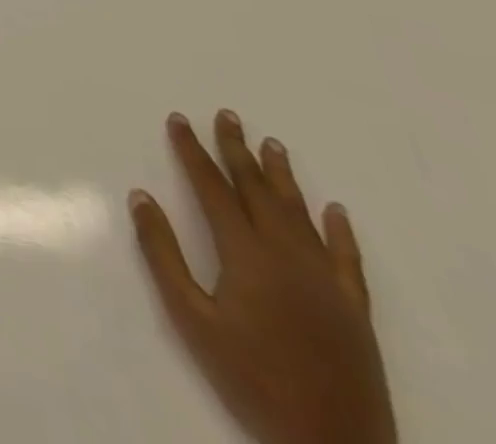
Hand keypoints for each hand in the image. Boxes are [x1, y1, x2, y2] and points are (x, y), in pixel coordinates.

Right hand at [129, 111, 394, 443]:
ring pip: (300, 214)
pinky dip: (339, 230)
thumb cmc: (252, 379)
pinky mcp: (355, 309)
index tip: (179, 119)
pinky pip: (347, 258)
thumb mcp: (192, 319)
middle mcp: (288, 255)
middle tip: (227, 115)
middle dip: (237, 150)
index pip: (213, 188)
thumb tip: (141, 197)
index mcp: (246, 254)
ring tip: (272, 143)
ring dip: (282, 176)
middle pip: (258, 190)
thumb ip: (163, 254)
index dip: (193, 151)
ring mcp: (327, 281)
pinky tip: (334, 209)